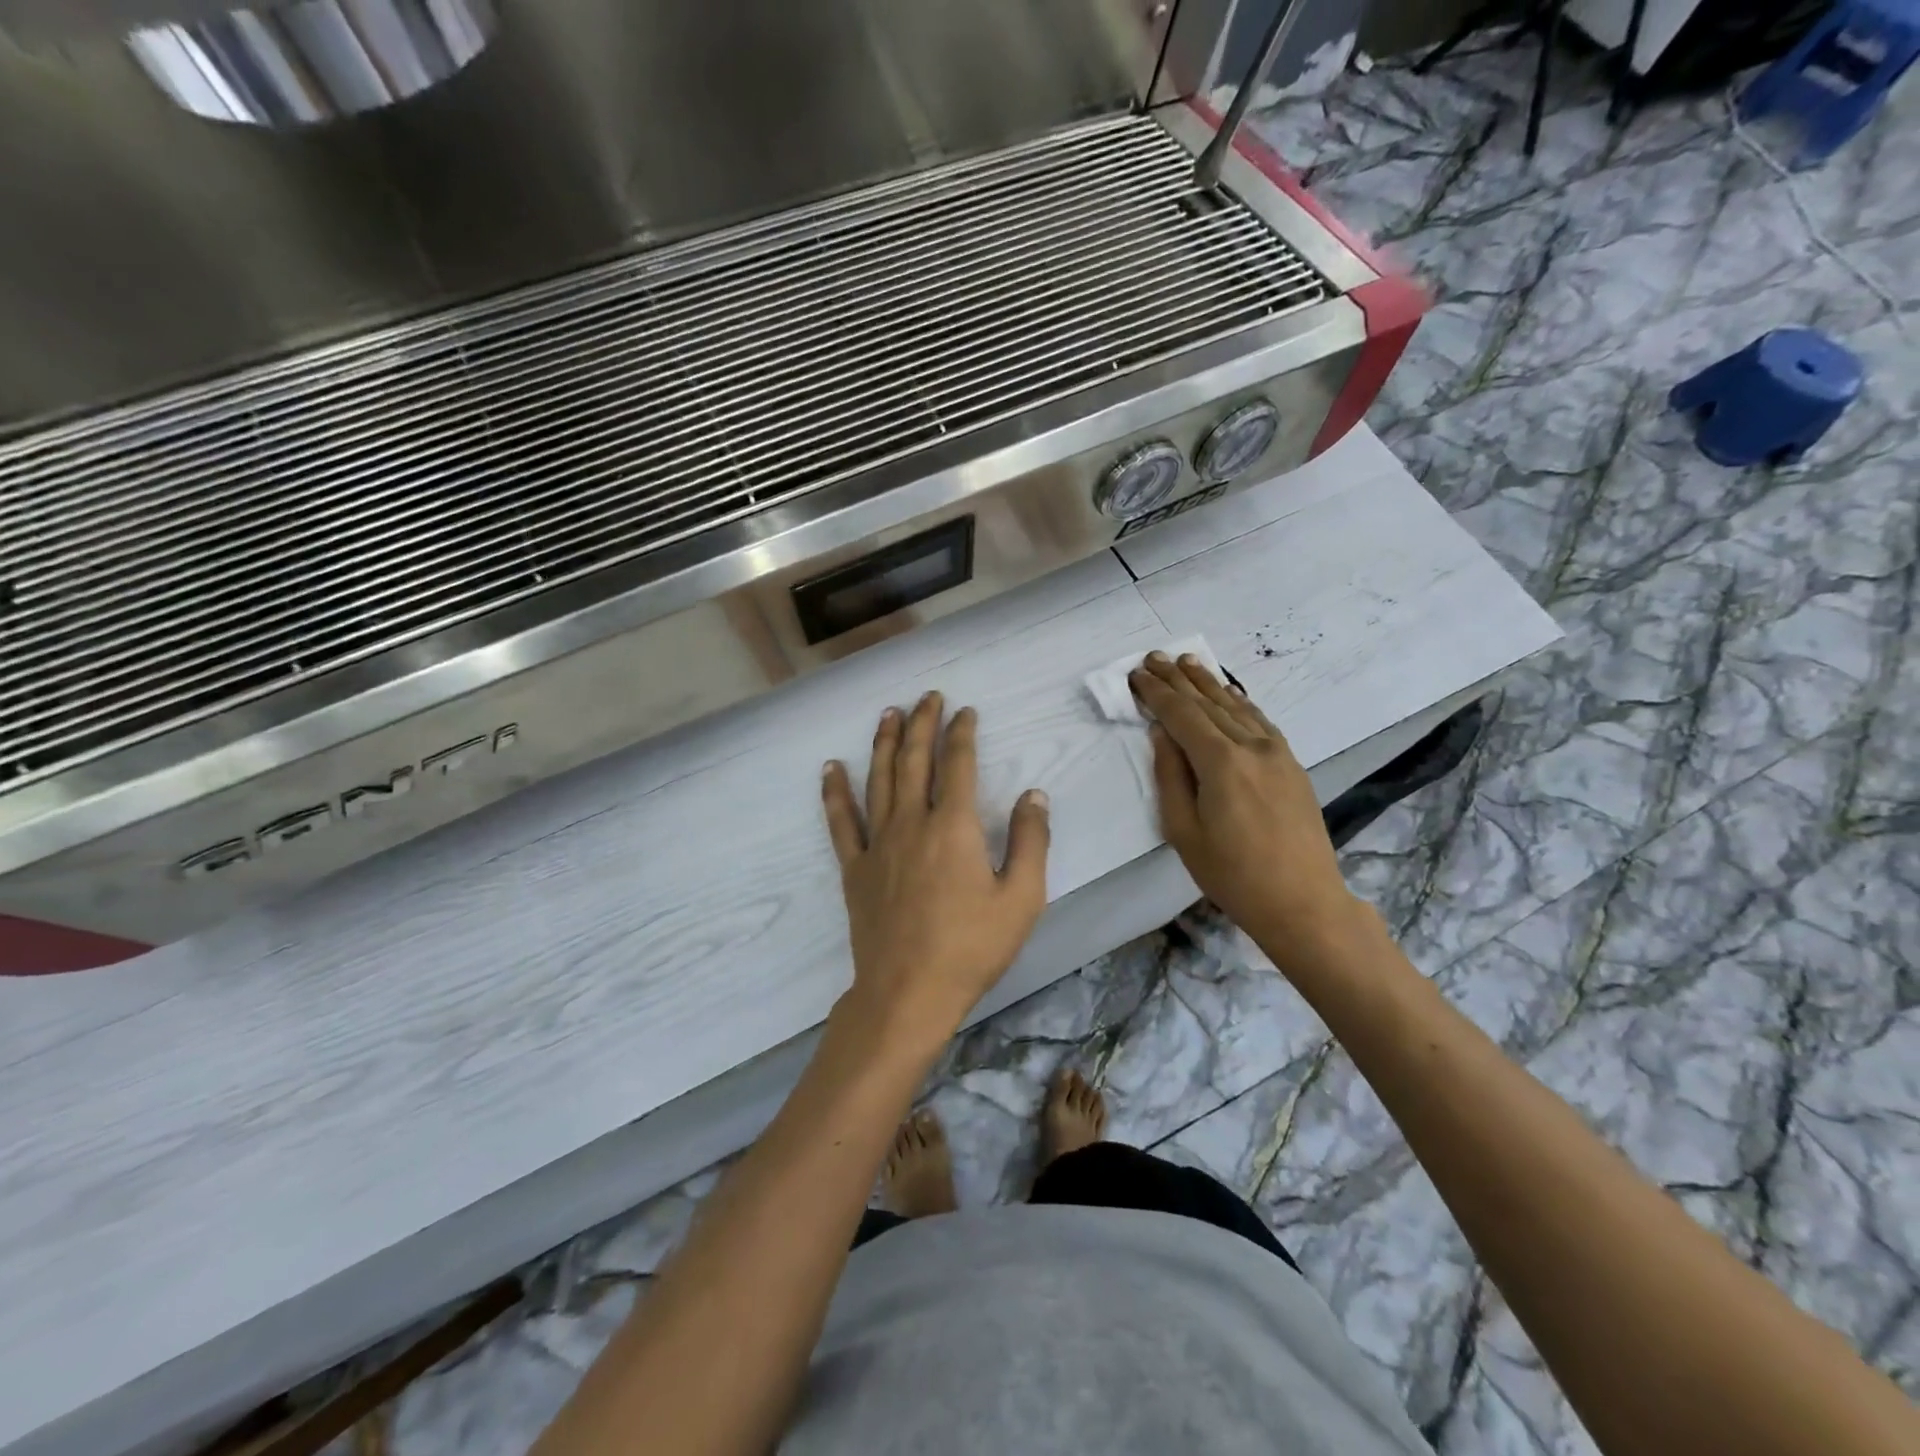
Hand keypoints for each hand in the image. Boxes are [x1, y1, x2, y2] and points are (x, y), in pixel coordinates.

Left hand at [822, 693, 1050, 1055]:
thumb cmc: (972, 947)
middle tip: (927, 697)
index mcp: (954, 827)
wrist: (908, 992)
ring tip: (888, 714)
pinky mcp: (855, 868)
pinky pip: (841, 821)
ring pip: (879, 779)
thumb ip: (1032, 841)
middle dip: (923, 723)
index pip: (958, 764)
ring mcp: (878, 843)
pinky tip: (831, 768)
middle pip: (915, 760)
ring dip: (885, 743)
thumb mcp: (1022, 898)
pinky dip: (835, 792)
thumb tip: (1034, 794)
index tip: (965, 711)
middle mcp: (912, 822)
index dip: (962, 733)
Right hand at [1129, 652, 1360, 952]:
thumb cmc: (1232, 874)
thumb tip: (1162, 734)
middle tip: (1155, 657)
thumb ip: (1170, 776)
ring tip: (1188, 662)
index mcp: (1221, 763)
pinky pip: (1259, 720)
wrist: (1302, 901)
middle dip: (1179, 679)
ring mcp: (1277, 753)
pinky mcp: (1291, 764)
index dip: (1157, 693)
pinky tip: (1229, 693)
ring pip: (1236, 706)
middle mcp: (1251, 746)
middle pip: (1209, 703)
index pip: (1182, 715)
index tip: (1137, 675)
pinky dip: (1239, 702)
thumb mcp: (1184, 831)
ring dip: (1209, 683)